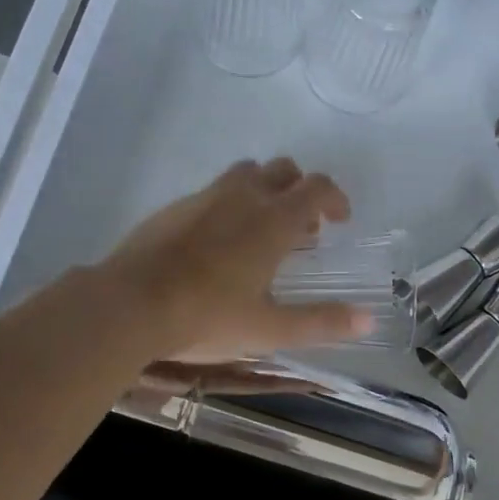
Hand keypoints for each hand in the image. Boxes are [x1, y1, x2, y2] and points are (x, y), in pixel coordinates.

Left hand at [101, 158, 369, 361]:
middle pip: (282, 170)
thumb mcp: (270, 329)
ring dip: (264, 191)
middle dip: (300, 190)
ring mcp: (205, 197)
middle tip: (303, 229)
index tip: (340, 220)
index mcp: (273, 220)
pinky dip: (229, 204)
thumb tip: (368, 319)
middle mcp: (243, 196)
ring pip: (245, 174)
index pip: (317, 187)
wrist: (130, 304)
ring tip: (262, 231)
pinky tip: (218, 244)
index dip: (335, 198)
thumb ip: (321, 322)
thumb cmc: (208, 316)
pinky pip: (213, 192)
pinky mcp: (175, 207)